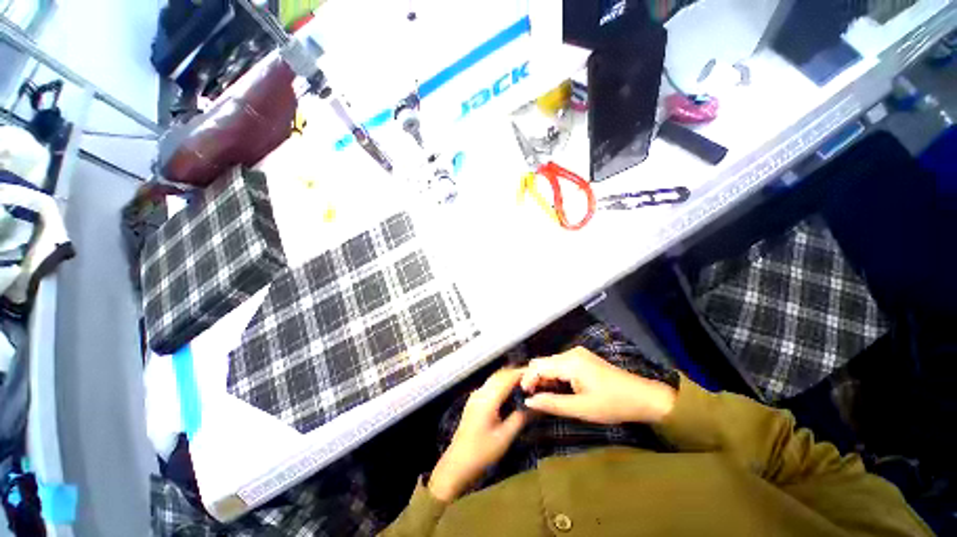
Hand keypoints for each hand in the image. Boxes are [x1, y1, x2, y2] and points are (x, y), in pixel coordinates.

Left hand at [428, 368, 527, 501]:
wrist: (457, 464)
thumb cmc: (482, 453)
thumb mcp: (505, 437)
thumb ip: (520, 418)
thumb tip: (537, 405)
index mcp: (488, 399)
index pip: (507, 378)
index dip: (521, 373)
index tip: (536, 374)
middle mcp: (480, 392)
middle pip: (500, 374)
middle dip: (516, 373)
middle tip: (533, 377)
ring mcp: (476, 395)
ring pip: (494, 378)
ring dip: (509, 377)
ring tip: (525, 383)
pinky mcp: (474, 400)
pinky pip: (490, 384)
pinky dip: (502, 383)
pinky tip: (511, 391)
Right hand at [521, 347, 676, 424]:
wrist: (643, 397)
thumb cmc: (612, 404)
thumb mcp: (581, 409)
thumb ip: (552, 403)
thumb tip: (528, 401)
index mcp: (569, 362)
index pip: (538, 366)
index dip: (527, 379)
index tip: (524, 396)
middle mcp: (571, 353)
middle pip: (543, 362)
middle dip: (534, 378)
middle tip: (534, 398)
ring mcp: (578, 353)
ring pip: (551, 362)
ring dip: (545, 377)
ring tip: (545, 395)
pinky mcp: (583, 358)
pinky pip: (561, 363)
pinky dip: (555, 374)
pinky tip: (558, 388)